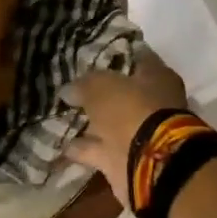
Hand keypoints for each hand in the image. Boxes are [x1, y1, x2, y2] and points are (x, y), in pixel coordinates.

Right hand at [64, 52, 187, 207]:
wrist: (150, 164)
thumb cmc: (132, 111)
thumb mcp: (102, 87)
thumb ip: (84, 84)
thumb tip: (68, 89)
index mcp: (157, 77)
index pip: (137, 57)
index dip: (115, 54)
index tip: (92, 53)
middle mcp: (151, 103)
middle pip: (122, 92)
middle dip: (99, 92)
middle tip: (71, 85)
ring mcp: (139, 133)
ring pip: (109, 123)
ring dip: (88, 122)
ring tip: (59, 113)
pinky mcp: (125, 158)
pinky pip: (97, 149)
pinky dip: (81, 148)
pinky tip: (59, 143)